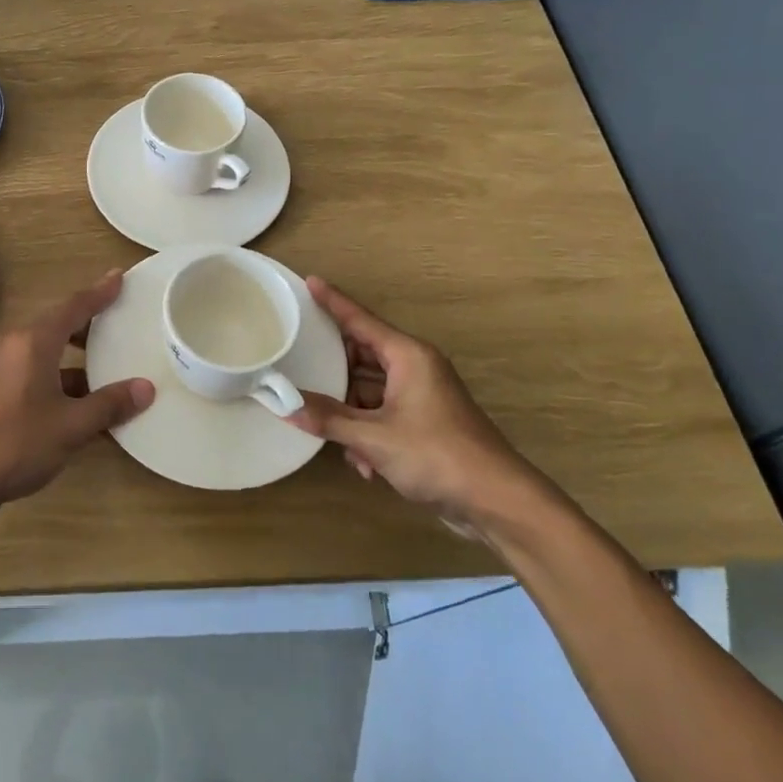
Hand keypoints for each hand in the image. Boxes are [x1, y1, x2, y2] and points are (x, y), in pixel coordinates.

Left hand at [0, 268, 153, 528]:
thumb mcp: (71, 426)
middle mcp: (17, 346)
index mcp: (34, 342)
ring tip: (113, 366)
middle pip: (60, 325)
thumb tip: (146, 388)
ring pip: (50, 352)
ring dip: (79, 358)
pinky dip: (64, 380)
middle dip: (91, 324)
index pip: (74, 306)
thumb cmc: (15, 443)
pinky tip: (87, 404)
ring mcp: (5, 369)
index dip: (99, 292)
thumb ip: (109, 405)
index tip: (119, 277)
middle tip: (122, 321)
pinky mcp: (0, 392)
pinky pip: (40, 373)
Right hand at [289, 277, 553, 538]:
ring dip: (350, 414)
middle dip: (333, 371)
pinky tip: (363, 464)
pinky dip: (368, 432)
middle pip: (361, 356)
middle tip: (297, 364)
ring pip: (370, 390)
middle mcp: (415, 368)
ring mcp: (421, 395)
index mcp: (408, 357)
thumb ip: (328, 419)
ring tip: (332, 435)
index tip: (309, 281)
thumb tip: (285, 405)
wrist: (497, 500)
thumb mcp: (374, 438)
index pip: (360, 320)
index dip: (332, 301)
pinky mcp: (425, 422)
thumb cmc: (437, 455)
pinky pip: (383, 413)